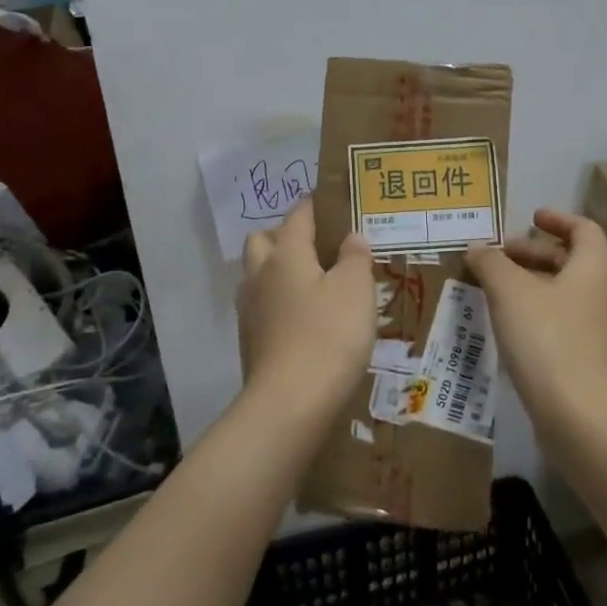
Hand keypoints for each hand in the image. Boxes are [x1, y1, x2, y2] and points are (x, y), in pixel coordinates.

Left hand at [237, 198, 374, 415]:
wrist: (289, 404)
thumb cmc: (329, 335)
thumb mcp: (356, 289)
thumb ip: (355, 257)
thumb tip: (351, 237)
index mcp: (286, 253)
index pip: (298, 215)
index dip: (316, 204)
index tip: (334, 201)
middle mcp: (260, 274)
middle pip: (264, 240)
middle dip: (286, 235)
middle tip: (319, 246)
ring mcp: (250, 309)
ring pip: (259, 274)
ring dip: (279, 270)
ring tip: (313, 283)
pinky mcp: (250, 340)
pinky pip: (263, 306)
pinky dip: (280, 303)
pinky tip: (304, 319)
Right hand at [467, 209, 606, 420]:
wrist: (583, 416)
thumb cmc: (548, 339)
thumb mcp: (510, 292)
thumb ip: (491, 264)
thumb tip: (477, 248)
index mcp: (595, 267)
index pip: (583, 229)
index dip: (557, 219)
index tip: (531, 217)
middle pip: (574, 261)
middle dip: (536, 254)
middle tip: (501, 256)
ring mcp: (604, 330)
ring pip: (569, 294)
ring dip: (536, 286)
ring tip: (499, 291)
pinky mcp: (596, 361)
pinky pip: (568, 323)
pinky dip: (542, 314)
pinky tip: (514, 329)